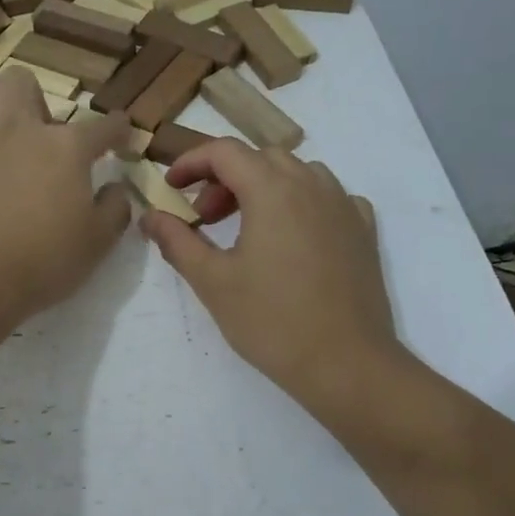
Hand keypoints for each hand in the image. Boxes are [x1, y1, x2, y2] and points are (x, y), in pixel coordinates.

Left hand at [0, 68, 133, 322]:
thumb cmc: (42, 261)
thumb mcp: (97, 243)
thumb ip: (115, 209)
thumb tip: (116, 189)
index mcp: (66, 147)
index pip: (101, 126)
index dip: (116, 129)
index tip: (121, 134)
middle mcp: (19, 128)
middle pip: (23, 82)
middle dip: (35, 99)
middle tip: (39, 133)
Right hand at [140, 139, 398, 411]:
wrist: (346, 364)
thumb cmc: (272, 321)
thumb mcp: (212, 281)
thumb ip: (177, 241)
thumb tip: (150, 216)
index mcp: (272, 189)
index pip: (224, 151)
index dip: (191, 163)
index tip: (170, 188)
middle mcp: (312, 184)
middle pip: (260, 158)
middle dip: (224, 178)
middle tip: (204, 218)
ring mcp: (345, 205)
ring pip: (297, 173)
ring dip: (264, 186)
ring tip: (247, 227)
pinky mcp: (364, 230)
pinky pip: (328, 197)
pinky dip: (302, 203)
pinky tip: (293, 236)